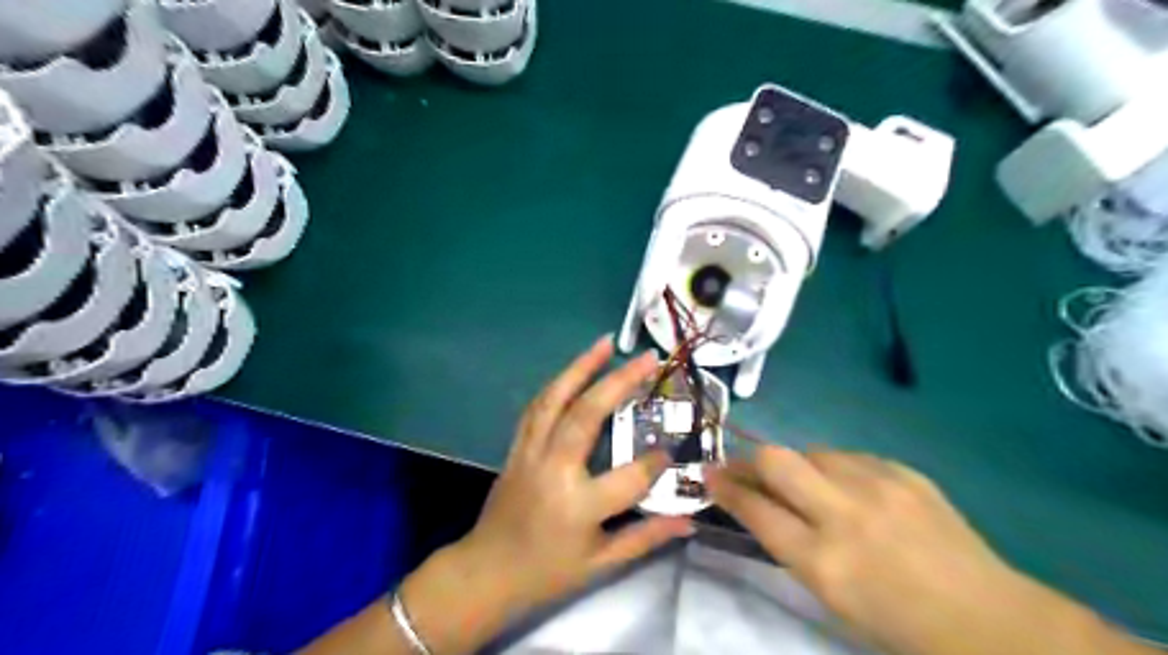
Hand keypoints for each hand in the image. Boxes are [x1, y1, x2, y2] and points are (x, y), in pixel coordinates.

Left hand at [403, 339, 689, 654]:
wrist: (487, 572)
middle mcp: (553, 469)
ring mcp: (530, 453)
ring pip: (554, 399)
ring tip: (606, 343)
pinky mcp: (516, 447)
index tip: (671, 452)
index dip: (655, 463)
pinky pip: (537, 407)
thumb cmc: (547, 573)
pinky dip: (557, 384)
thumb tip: (690, 519)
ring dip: (581, 367)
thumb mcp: (601, 564)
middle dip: (619, 381)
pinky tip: (574, 370)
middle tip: (647, 357)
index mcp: (579, 505)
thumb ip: (646, 537)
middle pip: (587, 415)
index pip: (629, 475)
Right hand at [707, 448, 1127, 654]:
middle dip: (749, 460)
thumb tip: (761, 505)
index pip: (756, 510)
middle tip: (742, 467)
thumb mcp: (832, 597)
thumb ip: (791, 546)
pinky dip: (837, 469)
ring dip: (798, 466)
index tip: (709, 476)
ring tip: (805, 484)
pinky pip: (851, 457)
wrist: (990, 619)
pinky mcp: (904, 473)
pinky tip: (850, 488)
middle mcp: (845, 515)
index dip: (725, 488)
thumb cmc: (899, 624)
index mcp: (824, 562)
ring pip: (812, 451)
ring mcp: (878, 487)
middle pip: (776, 461)